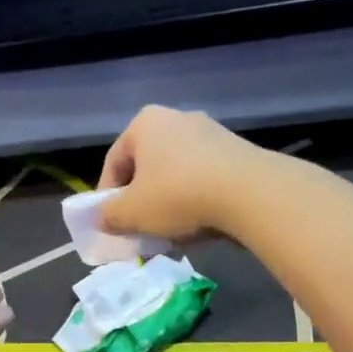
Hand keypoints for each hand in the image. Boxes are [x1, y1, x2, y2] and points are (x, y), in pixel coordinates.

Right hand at [96, 105, 261, 242]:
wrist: (252, 193)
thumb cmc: (179, 195)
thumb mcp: (132, 213)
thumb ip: (108, 216)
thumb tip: (101, 219)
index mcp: (144, 123)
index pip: (113, 163)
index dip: (106, 197)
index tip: (110, 224)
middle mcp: (176, 118)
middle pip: (147, 167)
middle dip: (141, 200)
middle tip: (139, 229)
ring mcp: (211, 132)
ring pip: (176, 173)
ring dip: (168, 202)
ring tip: (170, 233)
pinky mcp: (238, 151)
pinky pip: (205, 178)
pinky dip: (196, 199)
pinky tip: (199, 225)